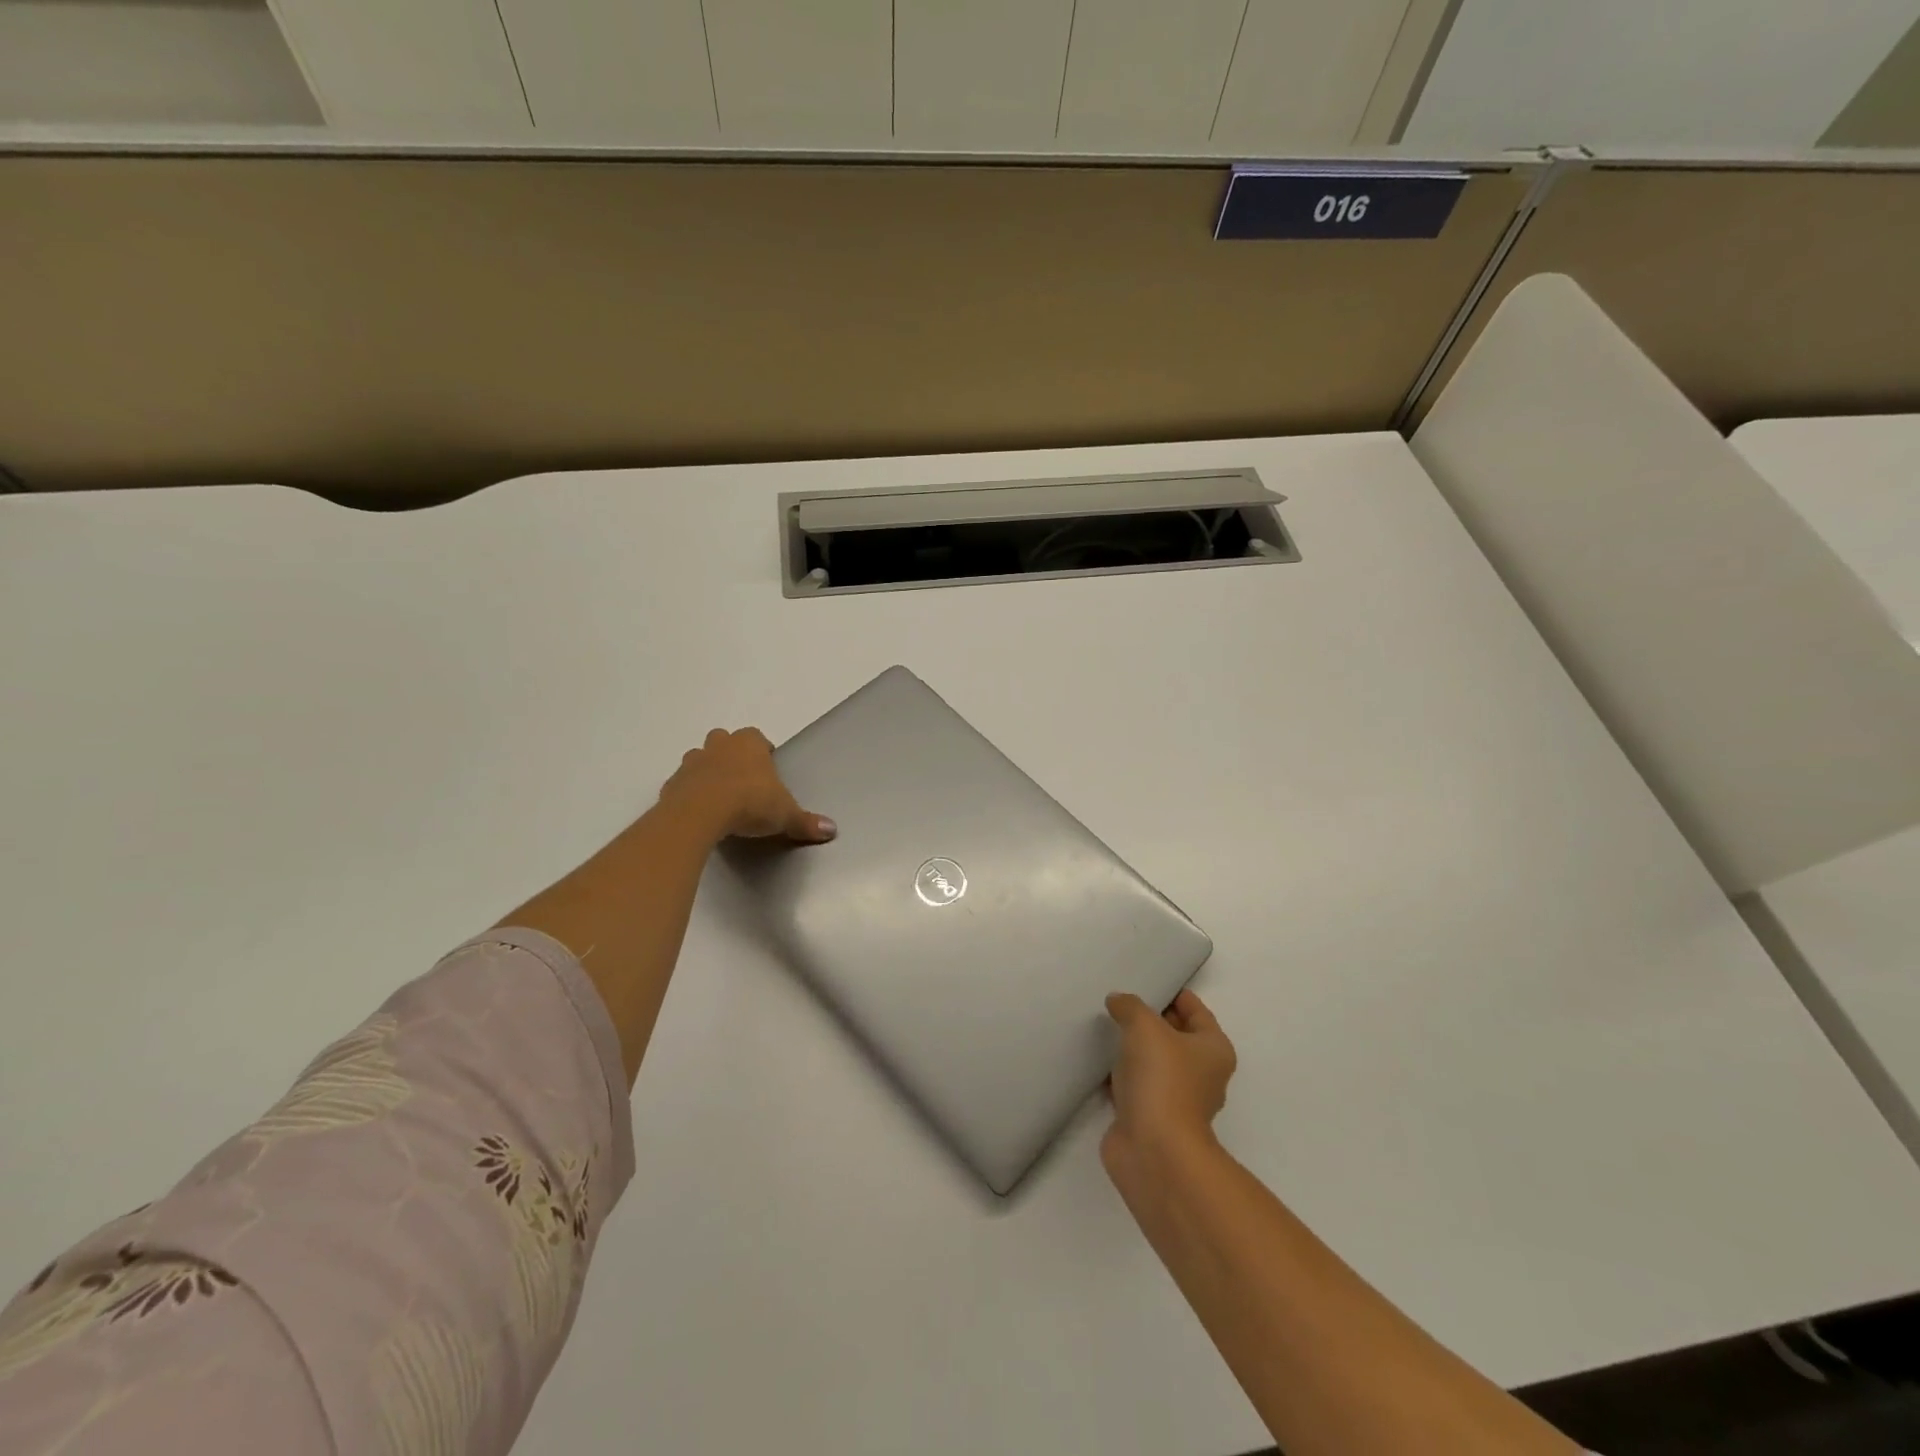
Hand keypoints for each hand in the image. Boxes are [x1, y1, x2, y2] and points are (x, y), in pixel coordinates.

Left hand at [657, 728, 836, 843]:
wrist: (700, 813)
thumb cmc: (750, 803)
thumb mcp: (784, 815)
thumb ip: (805, 822)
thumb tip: (832, 830)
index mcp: (749, 745)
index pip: (757, 737)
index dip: (762, 750)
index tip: (767, 767)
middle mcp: (719, 746)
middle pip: (723, 740)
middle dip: (730, 754)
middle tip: (742, 779)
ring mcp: (692, 763)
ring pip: (699, 758)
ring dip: (707, 771)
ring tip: (718, 795)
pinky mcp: (672, 784)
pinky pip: (682, 783)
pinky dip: (688, 792)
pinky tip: (698, 811)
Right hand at [1102, 989, 1235, 1182]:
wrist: (1153, 1150)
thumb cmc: (1161, 1079)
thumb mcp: (1144, 1026)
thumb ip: (1130, 1006)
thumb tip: (1118, 1001)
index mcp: (1213, 1050)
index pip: (1197, 1011)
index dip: (1175, 994)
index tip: (1149, 981)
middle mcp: (1201, 1074)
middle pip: (1175, 1035)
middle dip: (1150, 1019)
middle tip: (1120, 1001)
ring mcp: (1175, 1098)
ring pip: (1153, 1061)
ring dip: (1132, 1048)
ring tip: (1105, 1026)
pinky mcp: (1150, 1117)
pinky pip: (1134, 1084)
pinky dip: (1119, 1074)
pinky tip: (1098, 1060)